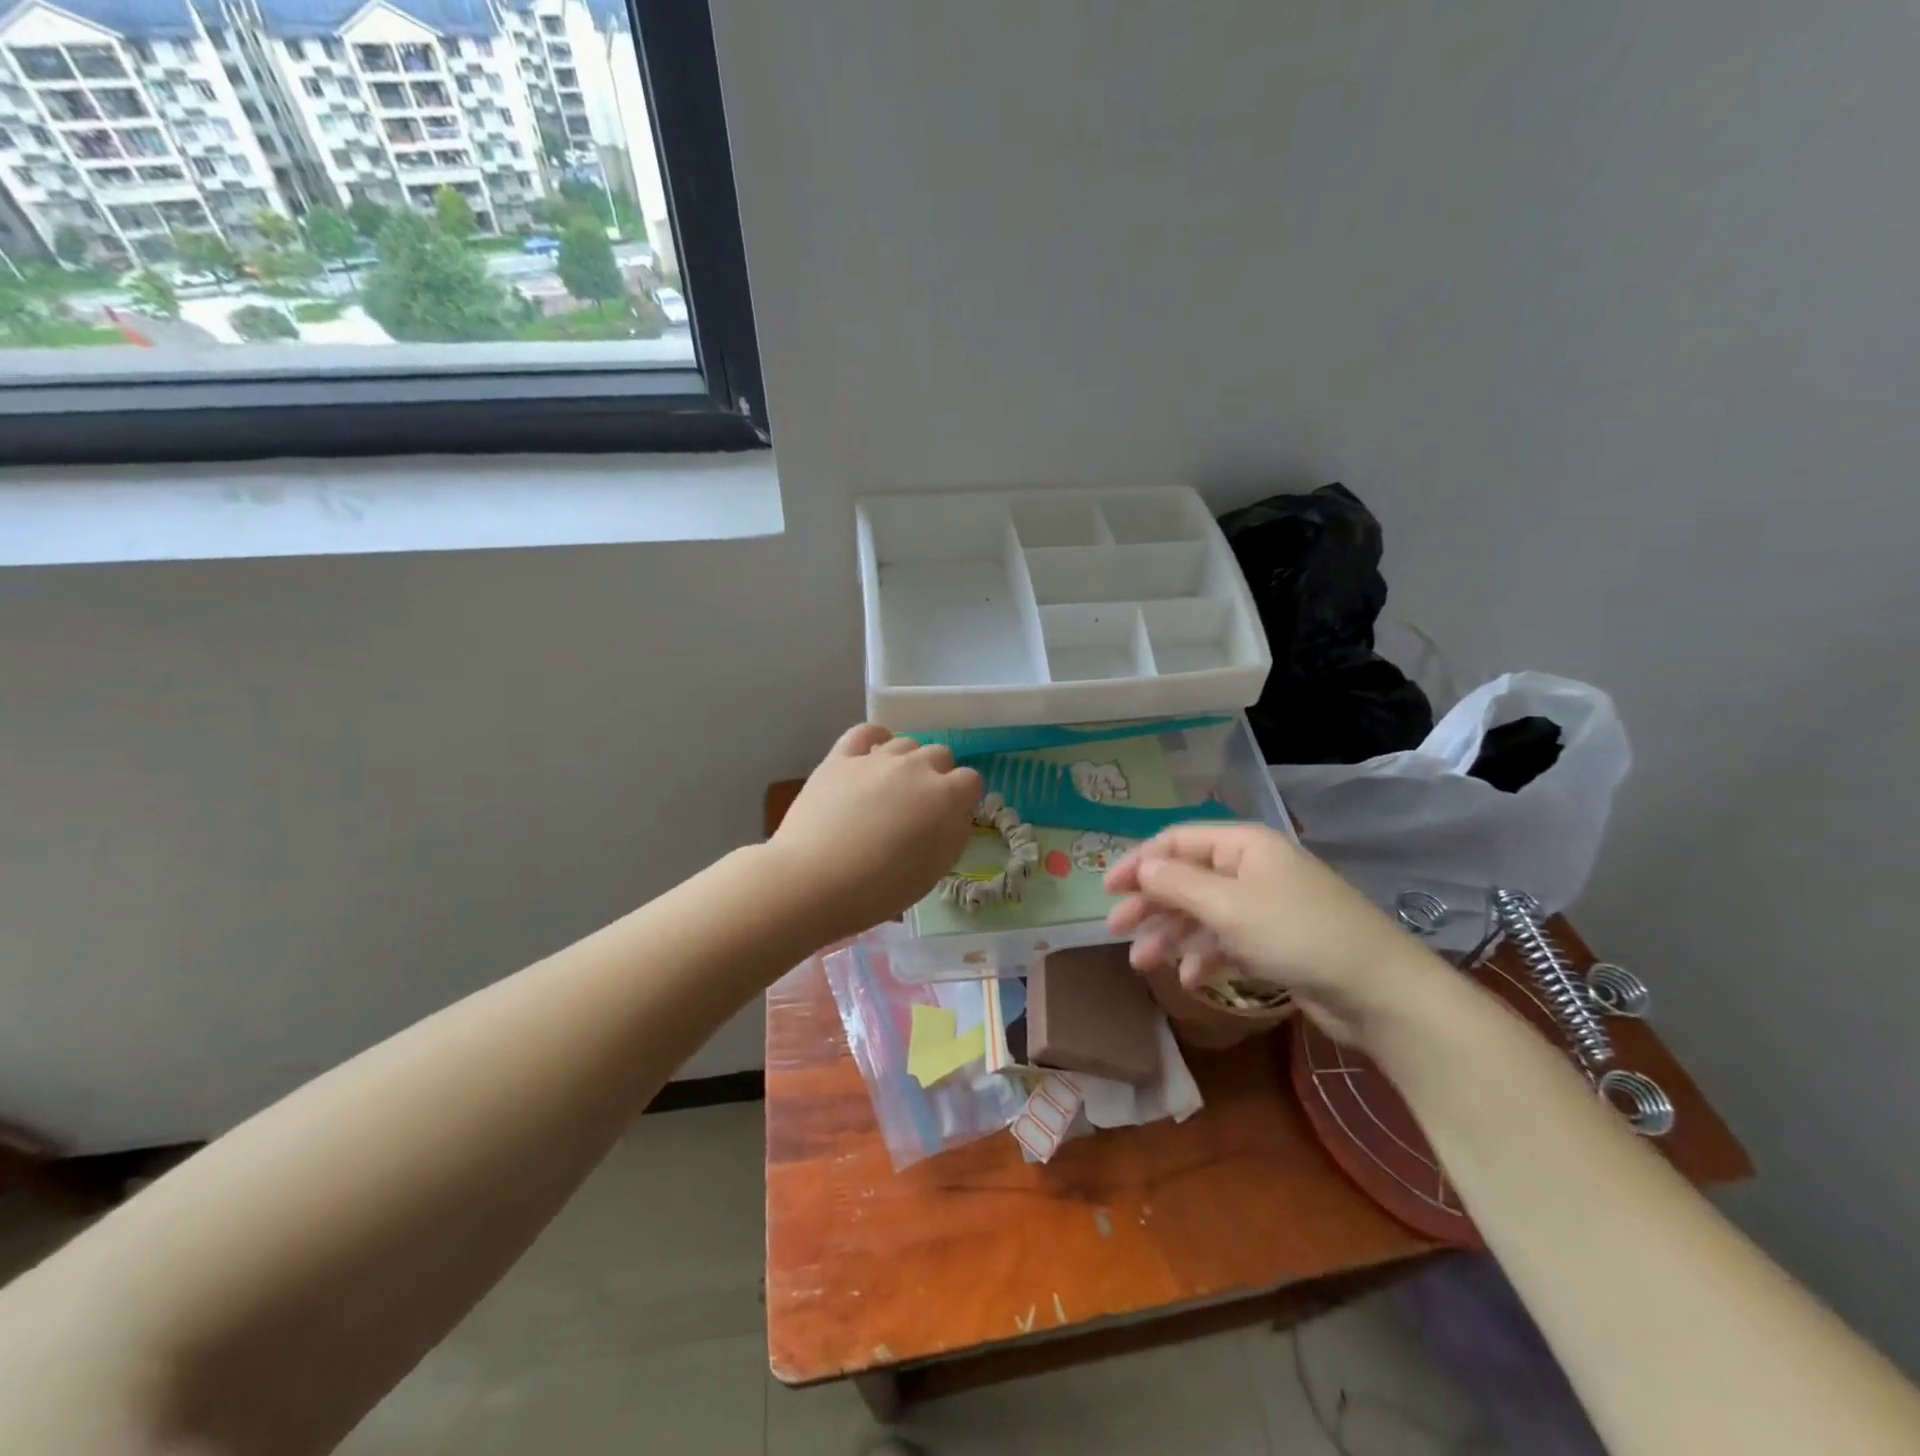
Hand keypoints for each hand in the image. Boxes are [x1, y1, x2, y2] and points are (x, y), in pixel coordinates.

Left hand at [768, 724, 982, 939]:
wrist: (814, 880)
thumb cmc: (880, 888)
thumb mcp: (934, 871)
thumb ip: (953, 836)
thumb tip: (955, 816)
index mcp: (945, 797)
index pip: (971, 781)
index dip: (964, 798)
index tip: (951, 817)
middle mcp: (916, 767)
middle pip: (940, 754)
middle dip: (938, 776)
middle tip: (921, 807)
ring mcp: (876, 758)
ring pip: (906, 743)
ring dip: (908, 761)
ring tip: (893, 788)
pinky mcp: (841, 758)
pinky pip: (865, 732)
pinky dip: (875, 738)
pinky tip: (873, 753)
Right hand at [1104, 824, 1447, 1044]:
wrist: (1379, 992)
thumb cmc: (1297, 935)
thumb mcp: (1228, 906)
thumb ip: (1177, 884)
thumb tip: (1141, 866)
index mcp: (1243, 846)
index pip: (1177, 841)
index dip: (1139, 862)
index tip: (1108, 890)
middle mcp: (1251, 869)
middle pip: (1186, 878)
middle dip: (1151, 903)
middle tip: (1116, 929)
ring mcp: (1264, 907)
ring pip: (1202, 913)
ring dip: (1171, 934)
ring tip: (1143, 962)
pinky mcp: (1275, 942)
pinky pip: (1226, 941)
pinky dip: (1204, 956)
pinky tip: (1189, 979)